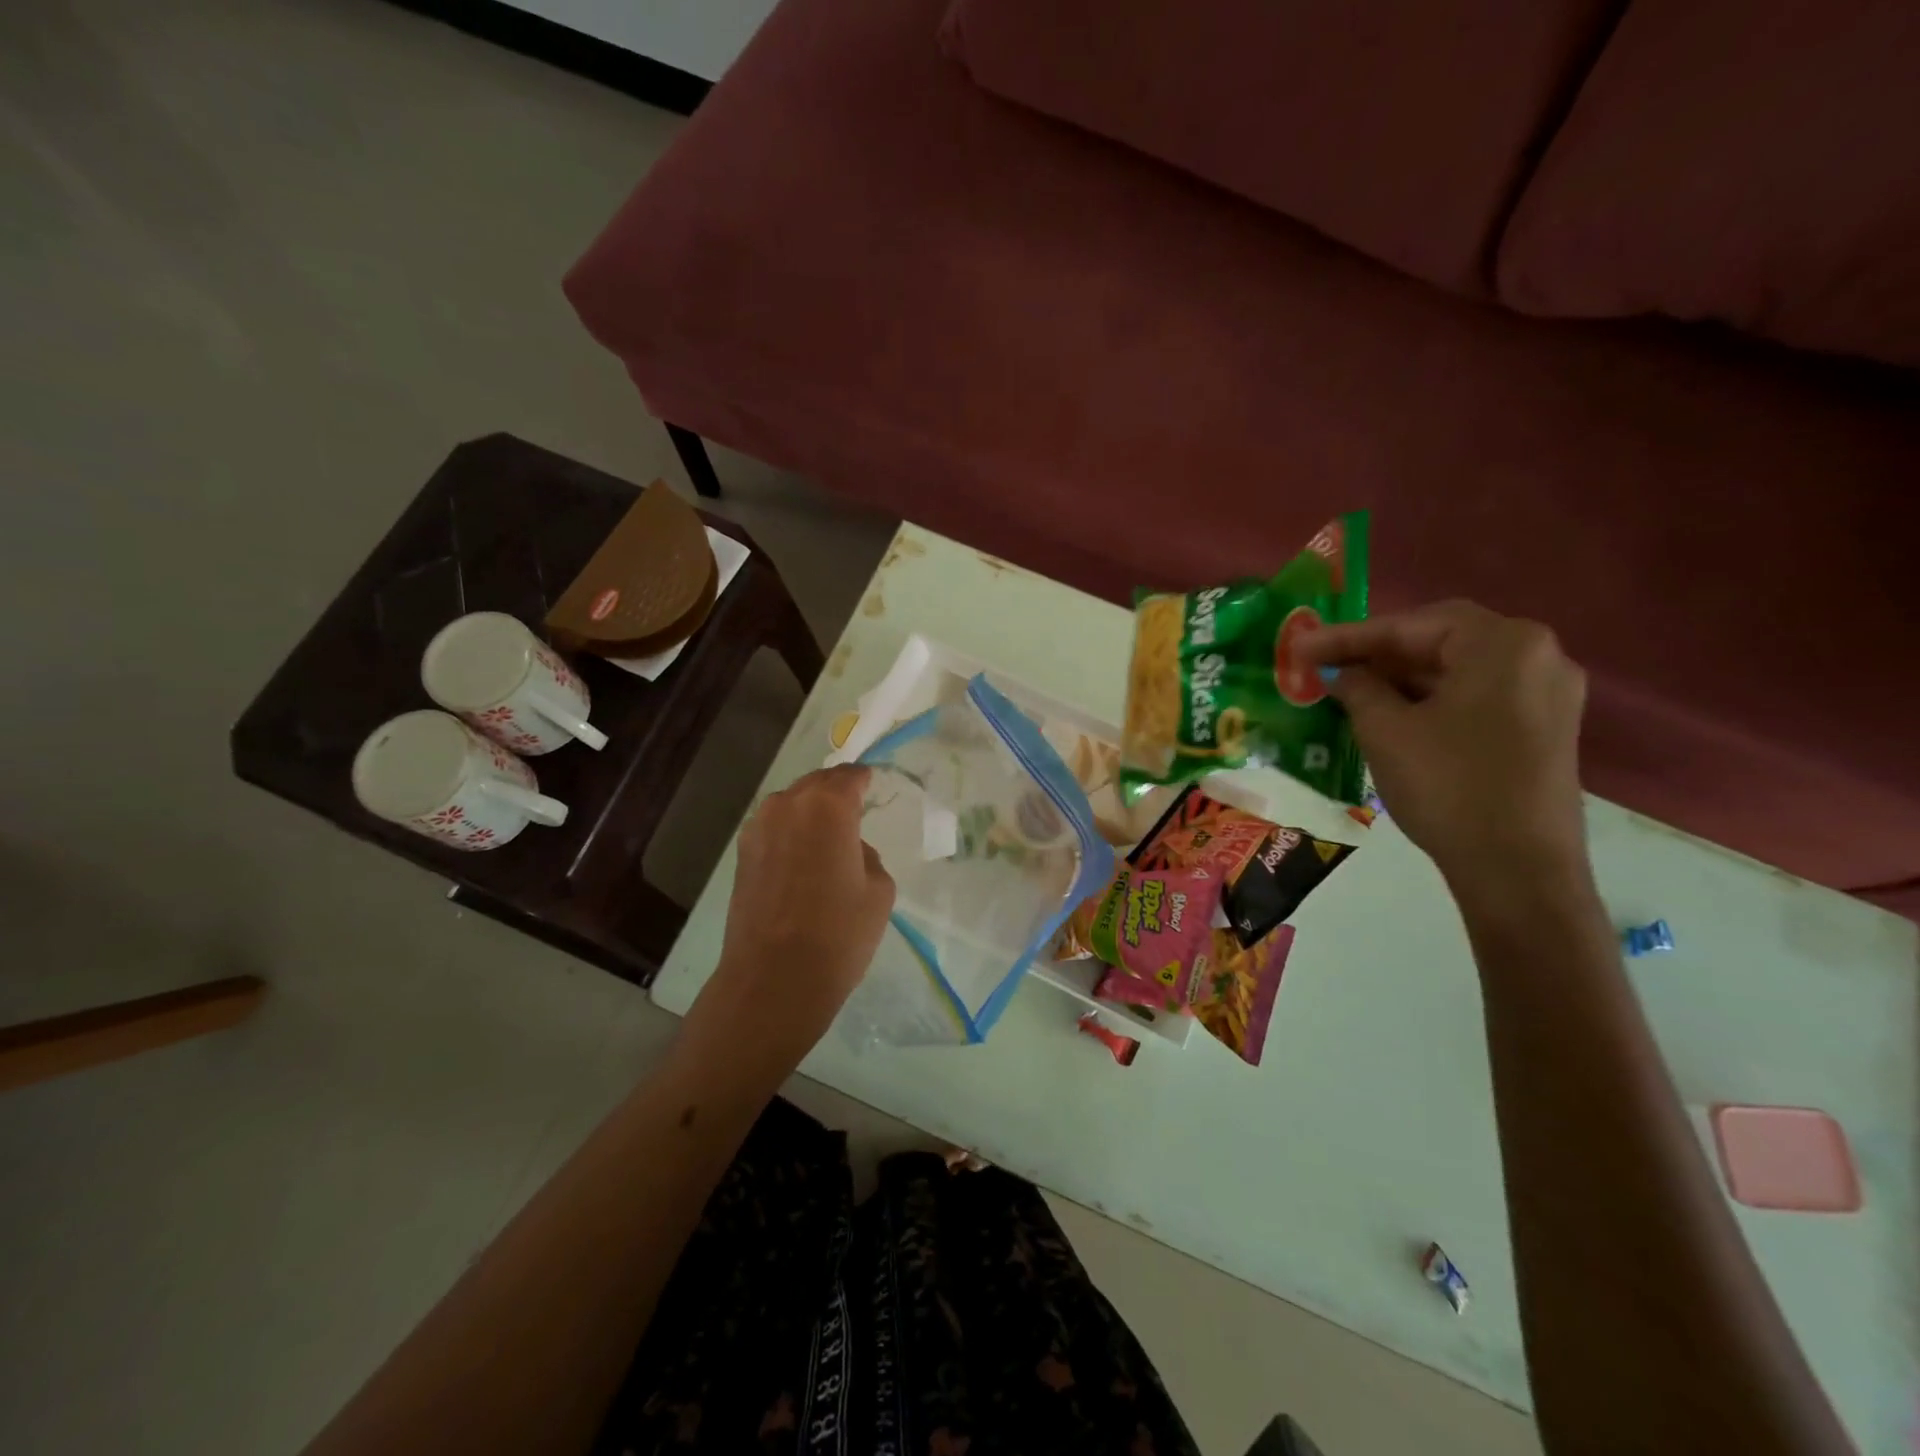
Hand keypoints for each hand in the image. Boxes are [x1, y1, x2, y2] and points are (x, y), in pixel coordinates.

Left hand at [705, 765, 895, 1049]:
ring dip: (810, 811)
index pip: (849, 776)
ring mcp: (758, 828)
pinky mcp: (742, 855)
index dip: (864, 780)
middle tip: (854, 809)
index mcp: (828, 806)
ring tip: (827, 835)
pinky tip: (802, 858)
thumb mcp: (879, 891)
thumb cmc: (838, 933)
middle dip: (836, 791)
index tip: (873, 787)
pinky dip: (790, 832)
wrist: (774, 979)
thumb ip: (867, 855)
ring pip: (791, 804)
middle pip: (816, 784)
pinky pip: (773, 828)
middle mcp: (787, 805)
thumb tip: (847, 850)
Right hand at [1297, 601, 1588, 885]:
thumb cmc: (1448, 786)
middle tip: (1325, 668)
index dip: (1347, 637)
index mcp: (1503, 644)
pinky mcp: (1545, 730)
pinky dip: (1431, 701)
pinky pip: (1476, 697)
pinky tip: (1393, 717)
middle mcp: (1538, 656)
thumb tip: (1344, 675)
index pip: (1410, 625)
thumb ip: (1358, 688)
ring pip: (1457, 671)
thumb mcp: (1385, 730)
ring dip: (1401, 679)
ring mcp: (1547, 695)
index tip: (1300, 648)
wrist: (1518, 869)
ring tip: (1350, 693)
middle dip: (1377, 655)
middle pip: (1440, 642)